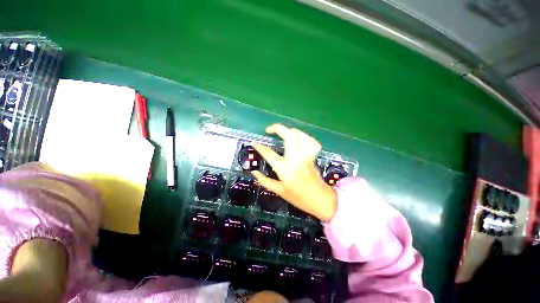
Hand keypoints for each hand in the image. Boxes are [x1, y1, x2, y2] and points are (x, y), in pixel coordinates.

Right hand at [251, 124, 336, 220]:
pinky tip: (299, 140)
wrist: (320, 200)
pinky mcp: (313, 155)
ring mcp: (306, 155)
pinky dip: (304, 137)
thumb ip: (264, 181)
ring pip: (300, 135)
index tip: (254, 142)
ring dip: (290, 131)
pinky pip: (311, 141)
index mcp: (285, 168)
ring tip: (283, 134)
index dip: (259, 147)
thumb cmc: (298, 197)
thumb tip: (253, 172)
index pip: (269, 154)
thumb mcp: (279, 191)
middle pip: (288, 135)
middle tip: (269, 130)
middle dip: (277, 128)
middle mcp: (296, 158)